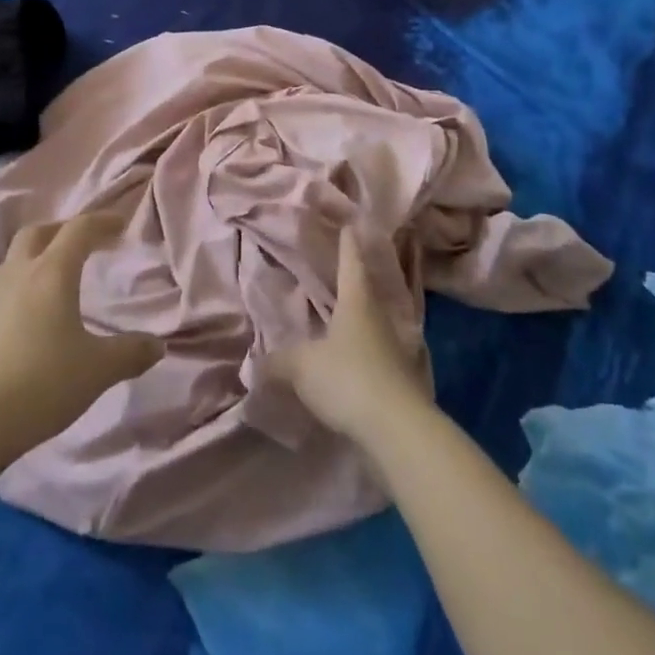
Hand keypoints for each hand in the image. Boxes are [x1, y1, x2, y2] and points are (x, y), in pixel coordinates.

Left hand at [0, 214, 163, 468]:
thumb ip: (130, 353)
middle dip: (65, 230)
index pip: (79, 229)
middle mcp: (18, 273)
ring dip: (40, 254)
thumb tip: (157, 345)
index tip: (121, 224)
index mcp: (52, 272)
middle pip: (40, 232)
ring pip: (16, 257)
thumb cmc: (39, 384)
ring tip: (59, 276)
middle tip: (86, 242)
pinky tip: (32, 313)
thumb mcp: (96, 371)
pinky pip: (4, 285)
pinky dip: (23, 283)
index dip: (102, 222)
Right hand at [267, 229, 433, 444]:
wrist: (397, 430)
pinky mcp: (400, 380)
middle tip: (341, 268)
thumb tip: (254, 363)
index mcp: (356, 302)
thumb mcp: (302, 367)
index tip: (349, 225)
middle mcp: (379, 318)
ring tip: (344, 315)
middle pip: (366, 291)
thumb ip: (278, 362)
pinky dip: (364, 352)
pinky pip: (377, 355)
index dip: (347, 244)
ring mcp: (395, 349)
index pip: (351, 263)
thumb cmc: (347, 378)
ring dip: (360, 319)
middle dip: (354, 280)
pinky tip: (352, 360)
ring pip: (374, 324)